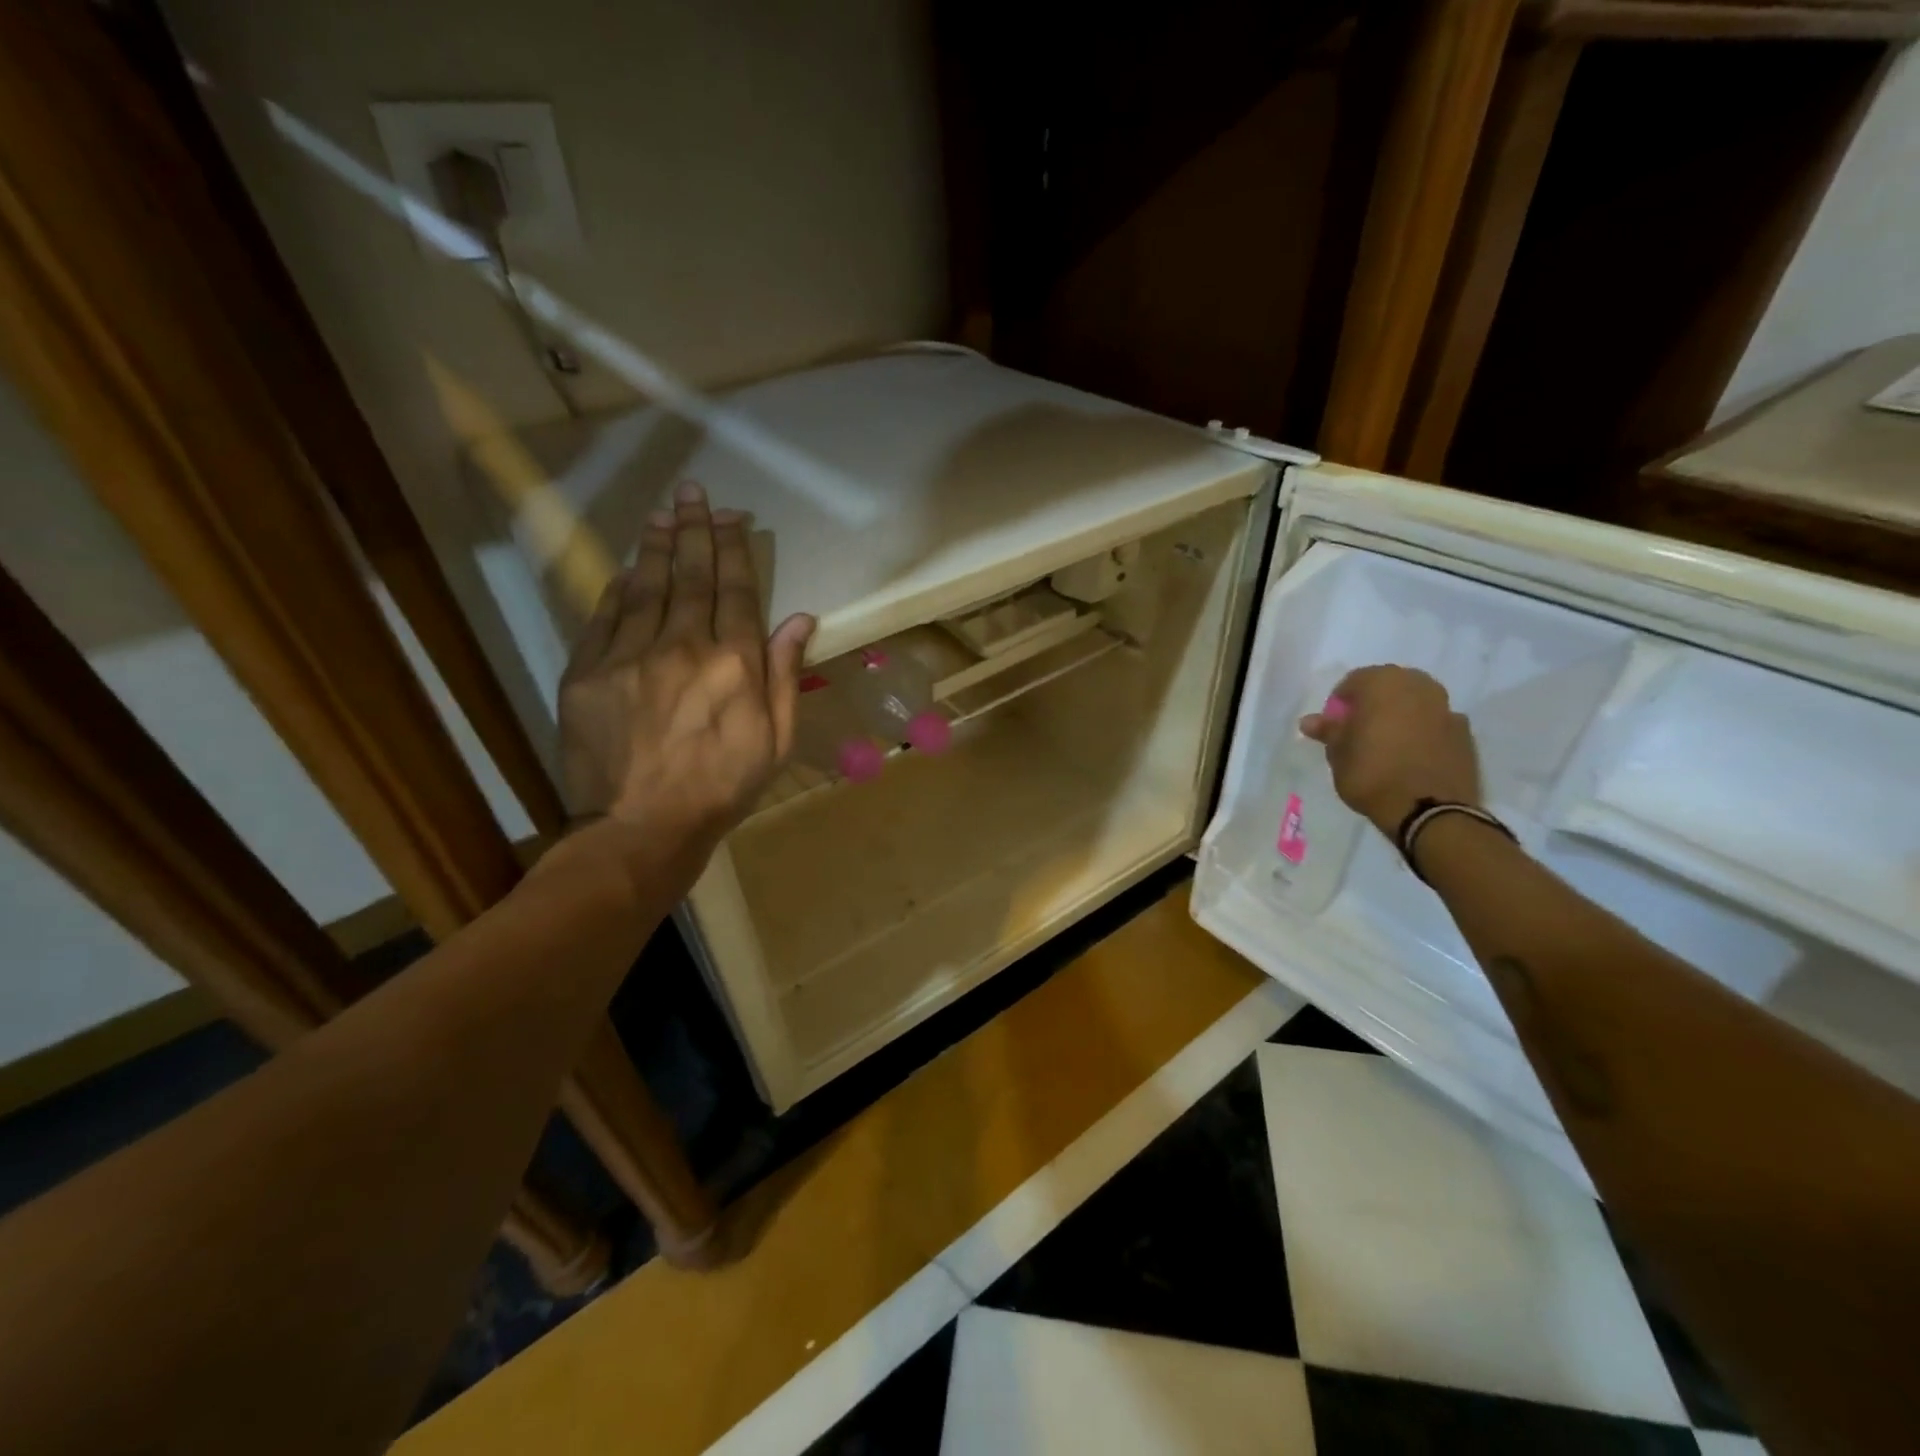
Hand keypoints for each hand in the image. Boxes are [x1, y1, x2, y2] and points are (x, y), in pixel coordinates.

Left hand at [558, 481, 813, 873]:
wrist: (641, 827)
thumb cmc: (722, 788)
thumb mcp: (776, 741)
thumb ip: (785, 675)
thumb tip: (799, 618)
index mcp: (735, 664)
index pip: (737, 591)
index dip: (735, 550)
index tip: (732, 518)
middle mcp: (684, 647)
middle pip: (692, 576)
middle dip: (695, 530)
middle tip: (695, 494)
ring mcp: (630, 655)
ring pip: (646, 586)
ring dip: (657, 545)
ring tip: (663, 512)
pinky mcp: (587, 671)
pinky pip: (605, 615)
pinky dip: (618, 587)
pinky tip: (627, 566)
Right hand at [1300, 665, 1480, 835]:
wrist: (1428, 810)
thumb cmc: (1372, 773)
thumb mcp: (1338, 754)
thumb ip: (1328, 731)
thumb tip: (1310, 721)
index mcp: (1383, 683)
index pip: (1353, 682)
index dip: (1339, 704)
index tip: (1334, 728)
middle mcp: (1419, 686)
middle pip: (1388, 687)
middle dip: (1373, 705)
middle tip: (1359, 733)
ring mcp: (1447, 708)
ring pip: (1415, 704)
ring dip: (1400, 717)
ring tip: (1387, 746)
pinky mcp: (1465, 733)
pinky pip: (1435, 725)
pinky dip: (1423, 734)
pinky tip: (1412, 757)